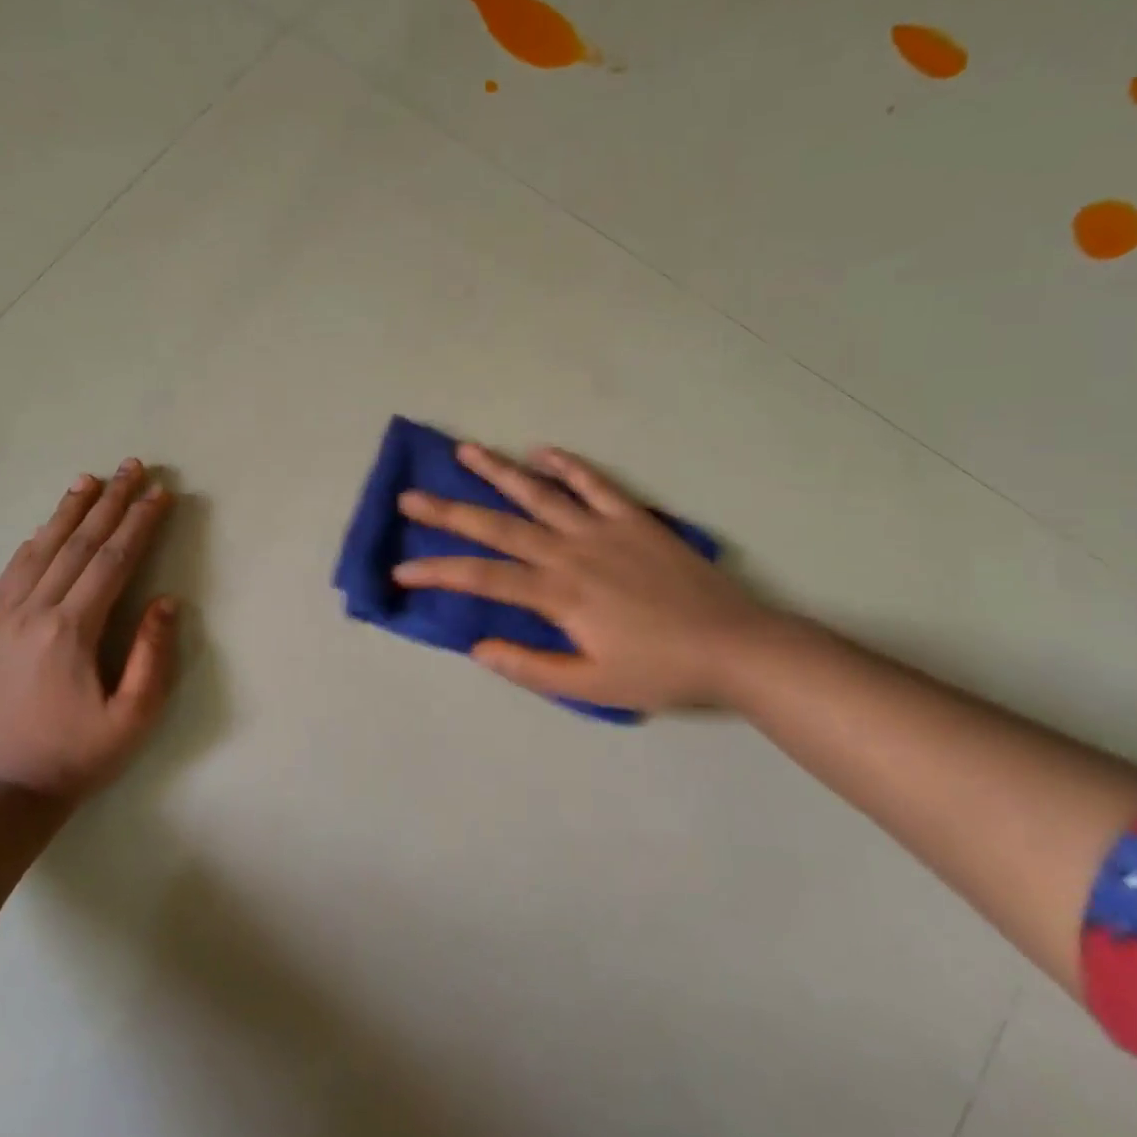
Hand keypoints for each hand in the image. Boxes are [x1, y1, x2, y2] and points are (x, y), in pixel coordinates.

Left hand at [0, 460, 178, 803]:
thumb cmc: (74, 759)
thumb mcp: (132, 719)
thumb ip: (153, 656)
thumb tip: (166, 601)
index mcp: (71, 631)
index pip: (113, 561)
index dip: (140, 523)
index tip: (160, 492)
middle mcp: (33, 613)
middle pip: (78, 544)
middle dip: (110, 502)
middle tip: (131, 466)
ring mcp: (0, 620)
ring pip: (39, 551)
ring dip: (68, 512)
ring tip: (89, 480)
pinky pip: (9, 574)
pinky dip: (32, 543)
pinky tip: (44, 528)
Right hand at [391, 442, 777, 712]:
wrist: (734, 646)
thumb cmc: (660, 671)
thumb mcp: (592, 686)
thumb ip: (530, 667)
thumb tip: (478, 647)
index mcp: (557, 594)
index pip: (482, 578)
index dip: (437, 571)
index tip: (402, 567)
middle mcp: (570, 552)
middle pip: (498, 526)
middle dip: (449, 511)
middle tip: (411, 496)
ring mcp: (602, 528)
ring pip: (540, 493)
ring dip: (499, 471)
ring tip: (465, 451)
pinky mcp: (634, 518)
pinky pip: (596, 483)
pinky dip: (569, 465)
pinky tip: (544, 450)